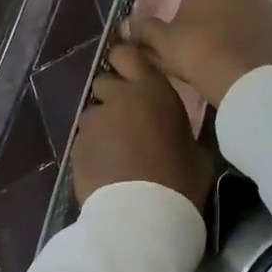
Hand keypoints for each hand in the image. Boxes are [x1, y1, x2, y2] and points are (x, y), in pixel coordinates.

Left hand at [72, 43, 214, 207]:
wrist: (141, 217)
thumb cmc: (180, 181)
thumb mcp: (196, 152)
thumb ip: (179, 130)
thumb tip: (173, 133)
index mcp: (151, 90)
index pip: (126, 54)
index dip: (126, 61)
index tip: (132, 74)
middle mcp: (117, 98)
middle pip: (105, 82)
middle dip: (113, 96)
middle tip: (128, 120)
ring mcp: (93, 123)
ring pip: (93, 114)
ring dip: (103, 126)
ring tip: (116, 152)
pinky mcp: (76, 148)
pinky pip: (85, 141)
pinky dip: (93, 150)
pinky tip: (106, 170)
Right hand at [132, 0, 271, 106]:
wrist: (246, 85)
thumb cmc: (199, 50)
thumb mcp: (164, 42)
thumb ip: (147, 30)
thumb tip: (129, 27)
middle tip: (203, 3)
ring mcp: (269, 7)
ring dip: (236, 9)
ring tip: (217, 36)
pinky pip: (262, 25)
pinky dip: (250, 32)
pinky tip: (235, 54)